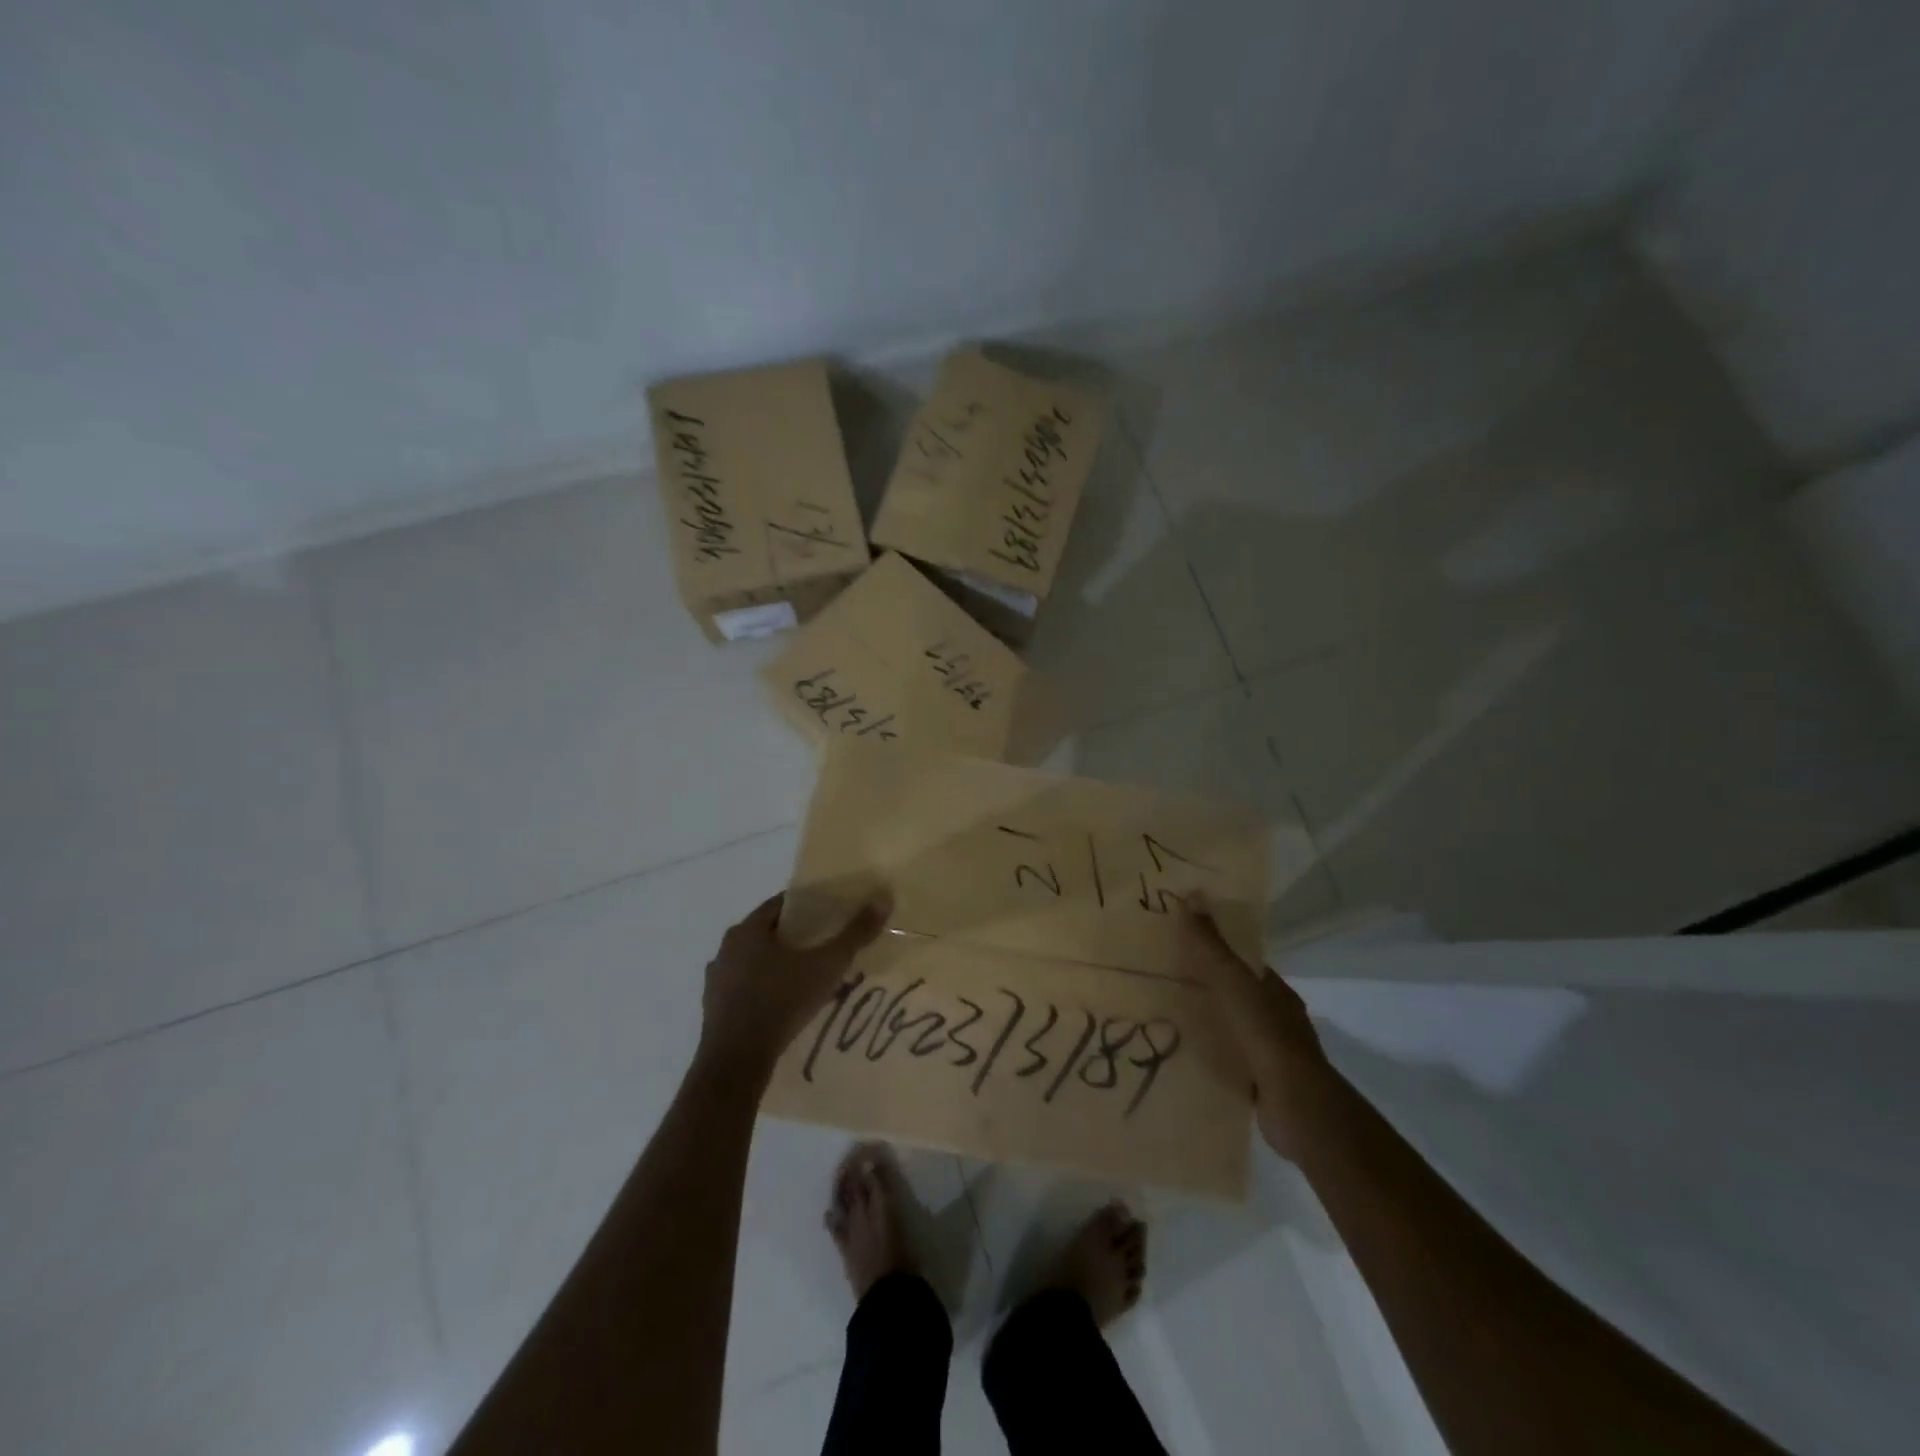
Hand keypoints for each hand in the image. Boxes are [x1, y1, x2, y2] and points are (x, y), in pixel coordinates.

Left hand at [698, 891, 891, 1076]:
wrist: (736, 1062)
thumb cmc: (780, 1002)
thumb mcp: (826, 966)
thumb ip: (854, 933)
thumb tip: (883, 898)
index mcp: (747, 930)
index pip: (780, 905)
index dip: (807, 906)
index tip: (831, 914)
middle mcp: (726, 949)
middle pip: (767, 933)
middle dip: (796, 937)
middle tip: (826, 945)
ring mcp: (716, 981)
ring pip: (754, 962)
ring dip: (778, 965)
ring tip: (809, 977)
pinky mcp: (714, 1010)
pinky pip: (745, 989)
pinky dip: (765, 990)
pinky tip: (785, 1005)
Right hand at [1178, 900, 1330, 1161]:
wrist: (1296, 1105)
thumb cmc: (1264, 1034)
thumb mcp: (1231, 981)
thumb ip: (1210, 944)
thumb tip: (1193, 893)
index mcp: (1275, 991)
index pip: (1243, 964)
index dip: (1215, 952)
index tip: (1180, 947)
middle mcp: (1278, 1019)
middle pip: (1237, 996)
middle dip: (1206, 990)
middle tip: (1163, 984)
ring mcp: (1273, 1054)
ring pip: (1233, 1030)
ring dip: (1207, 1025)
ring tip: (1165, 1021)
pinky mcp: (1263, 1085)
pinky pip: (1231, 1062)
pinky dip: (1210, 1057)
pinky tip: (1183, 1058)